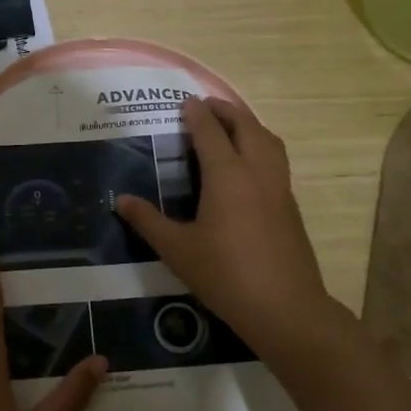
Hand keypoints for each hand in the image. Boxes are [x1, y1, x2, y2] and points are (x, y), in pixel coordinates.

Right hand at [116, 97, 337, 358]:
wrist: (285, 307)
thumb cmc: (225, 275)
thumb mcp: (177, 250)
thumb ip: (148, 221)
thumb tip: (120, 200)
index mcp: (227, 176)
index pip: (210, 132)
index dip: (196, 114)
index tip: (184, 102)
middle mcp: (257, 172)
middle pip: (245, 126)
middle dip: (226, 111)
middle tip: (206, 107)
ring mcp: (280, 187)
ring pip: (268, 140)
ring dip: (248, 125)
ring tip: (230, 127)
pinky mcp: (291, 205)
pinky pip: (276, 160)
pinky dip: (261, 146)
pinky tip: (248, 167)